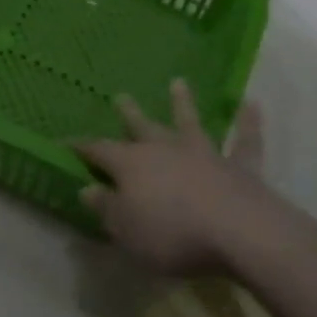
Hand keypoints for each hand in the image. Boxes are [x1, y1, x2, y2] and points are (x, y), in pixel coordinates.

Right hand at [74, 82, 272, 276]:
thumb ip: (106, 208)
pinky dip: (249, 123)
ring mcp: (204, 154)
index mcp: (131, 165)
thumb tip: (87, 189)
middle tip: (121, 96)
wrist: (238, 232)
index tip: (65, 142)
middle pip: (142, 128)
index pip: (98, 151)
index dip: (81, 148)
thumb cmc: (171, 234)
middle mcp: (164, 150)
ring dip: (183, 104)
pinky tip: (252, 104)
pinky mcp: (239, 167)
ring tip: (178, 82)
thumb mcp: (125, 230)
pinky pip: (245, 141)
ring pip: (190, 123)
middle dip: (129, 115)